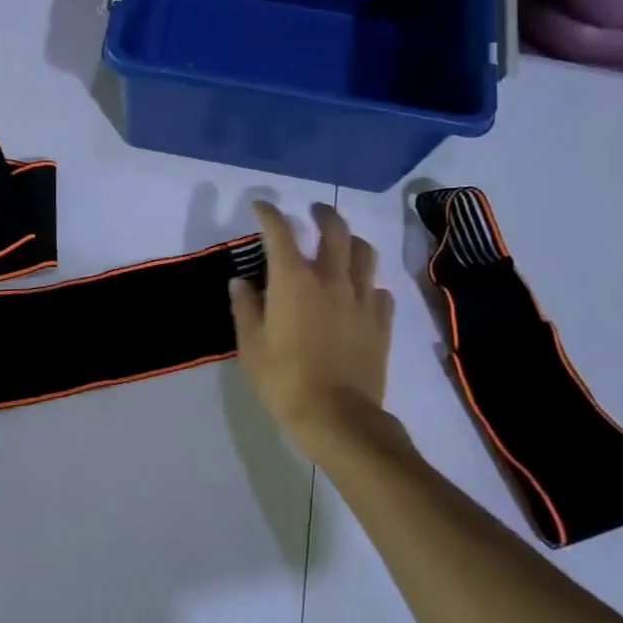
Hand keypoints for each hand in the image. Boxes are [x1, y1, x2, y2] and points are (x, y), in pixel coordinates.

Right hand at [230, 201, 400, 458]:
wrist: (337, 416)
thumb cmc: (284, 379)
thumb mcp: (251, 345)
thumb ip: (245, 307)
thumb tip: (241, 282)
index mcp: (293, 280)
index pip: (280, 233)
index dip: (269, 214)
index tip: (261, 206)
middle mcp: (331, 279)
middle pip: (334, 230)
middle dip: (322, 214)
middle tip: (314, 210)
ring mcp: (361, 299)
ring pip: (364, 253)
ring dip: (351, 241)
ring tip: (342, 244)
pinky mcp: (381, 322)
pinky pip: (380, 290)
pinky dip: (368, 283)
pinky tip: (360, 293)